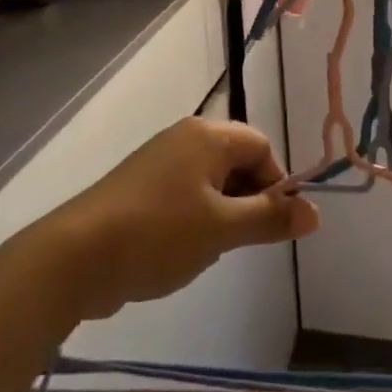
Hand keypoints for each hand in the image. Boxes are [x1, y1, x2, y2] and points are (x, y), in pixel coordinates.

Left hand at [40, 118, 319, 320]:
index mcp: (207, 136)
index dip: (275, 184)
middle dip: (249, 199)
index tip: (271, 225)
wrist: (76, 256)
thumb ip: (270, 218)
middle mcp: (184, 138)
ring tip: (209, 248)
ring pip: (211, 181)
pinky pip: (184, 194)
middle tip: (240, 240)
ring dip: (222, 212)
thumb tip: (315, 212)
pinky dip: (195, 218)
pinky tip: (182, 250)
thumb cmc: (159, 234)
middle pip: (237, 160)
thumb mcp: (223, 229)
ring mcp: (158, 161)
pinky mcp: (140, 186)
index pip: (261, 146)